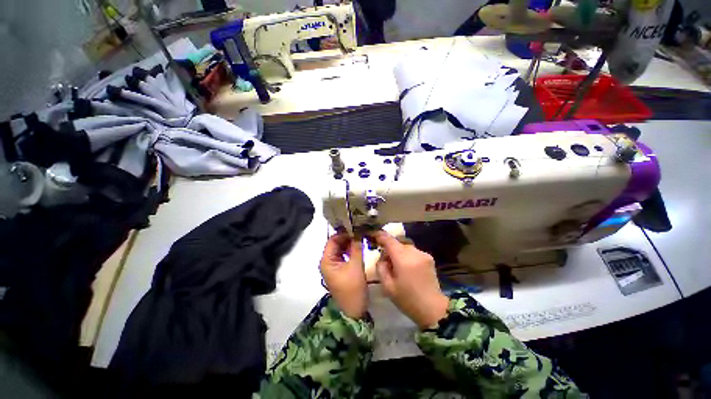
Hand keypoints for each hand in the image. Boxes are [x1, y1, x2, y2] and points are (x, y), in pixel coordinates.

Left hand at [320, 233, 367, 318]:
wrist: (354, 311)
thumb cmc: (352, 288)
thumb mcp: (356, 265)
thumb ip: (356, 247)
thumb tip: (359, 232)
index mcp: (326, 260)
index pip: (332, 240)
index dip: (343, 233)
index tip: (355, 228)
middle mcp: (327, 261)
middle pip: (336, 244)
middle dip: (347, 237)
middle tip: (360, 231)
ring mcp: (333, 266)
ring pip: (340, 250)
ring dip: (349, 243)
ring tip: (361, 237)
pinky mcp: (340, 270)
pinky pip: (344, 256)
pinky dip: (350, 251)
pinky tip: (359, 247)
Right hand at [372, 231, 448, 328]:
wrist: (433, 309)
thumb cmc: (407, 300)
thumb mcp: (387, 286)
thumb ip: (381, 268)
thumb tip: (382, 257)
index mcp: (403, 259)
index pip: (389, 240)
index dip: (380, 236)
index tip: (373, 236)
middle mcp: (414, 252)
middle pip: (397, 243)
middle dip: (389, 248)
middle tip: (385, 261)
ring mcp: (423, 254)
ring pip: (405, 247)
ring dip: (398, 252)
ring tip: (397, 266)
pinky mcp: (429, 258)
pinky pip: (413, 251)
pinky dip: (407, 255)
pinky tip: (407, 268)